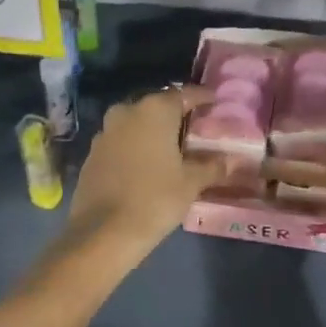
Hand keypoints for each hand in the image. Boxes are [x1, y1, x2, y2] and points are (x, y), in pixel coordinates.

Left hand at [66, 84, 228, 257]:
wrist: (103, 232)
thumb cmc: (155, 199)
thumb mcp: (191, 183)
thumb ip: (212, 166)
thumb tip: (233, 160)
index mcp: (155, 110)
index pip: (185, 94)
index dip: (202, 98)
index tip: (215, 102)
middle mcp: (127, 112)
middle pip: (158, 106)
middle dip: (176, 115)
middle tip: (195, 128)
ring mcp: (105, 132)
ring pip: (136, 123)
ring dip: (153, 131)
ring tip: (173, 147)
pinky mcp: (93, 154)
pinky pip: (121, 141)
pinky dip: (136, 147)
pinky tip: (147, 164)